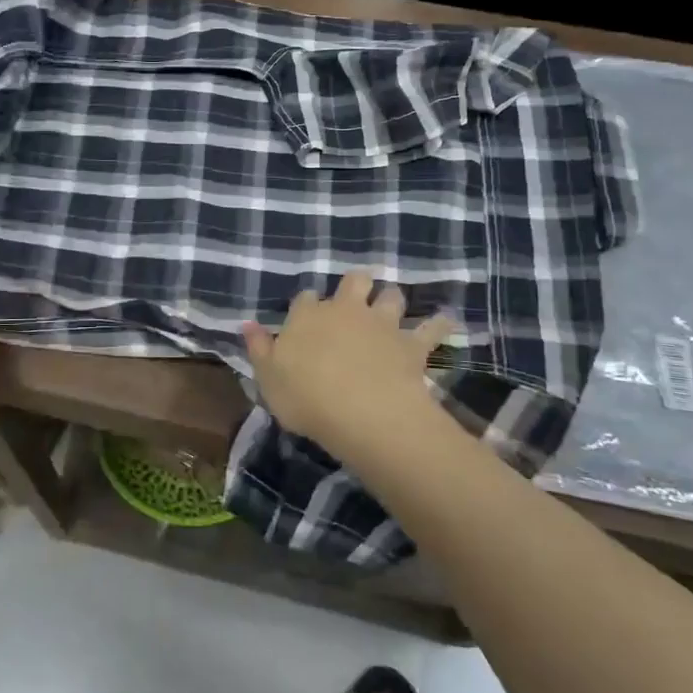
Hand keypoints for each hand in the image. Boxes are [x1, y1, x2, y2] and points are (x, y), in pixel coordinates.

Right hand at [243, 271, 453, 462]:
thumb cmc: (306, 396)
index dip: (308, 305)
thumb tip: (247, 324)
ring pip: (392, 297)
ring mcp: (382, 324)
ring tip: (393, 306)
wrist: (362, 410)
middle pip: (354, 281)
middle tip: (358, 294)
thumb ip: (259, 349)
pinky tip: (446, 320)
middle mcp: (345, 310)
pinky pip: (432, 328)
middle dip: (357, 284)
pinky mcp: (412, 344)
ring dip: (392, 299)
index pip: (305, 299)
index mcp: (307, 317)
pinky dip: (439, 323)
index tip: (308, 315)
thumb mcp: (268, 378)